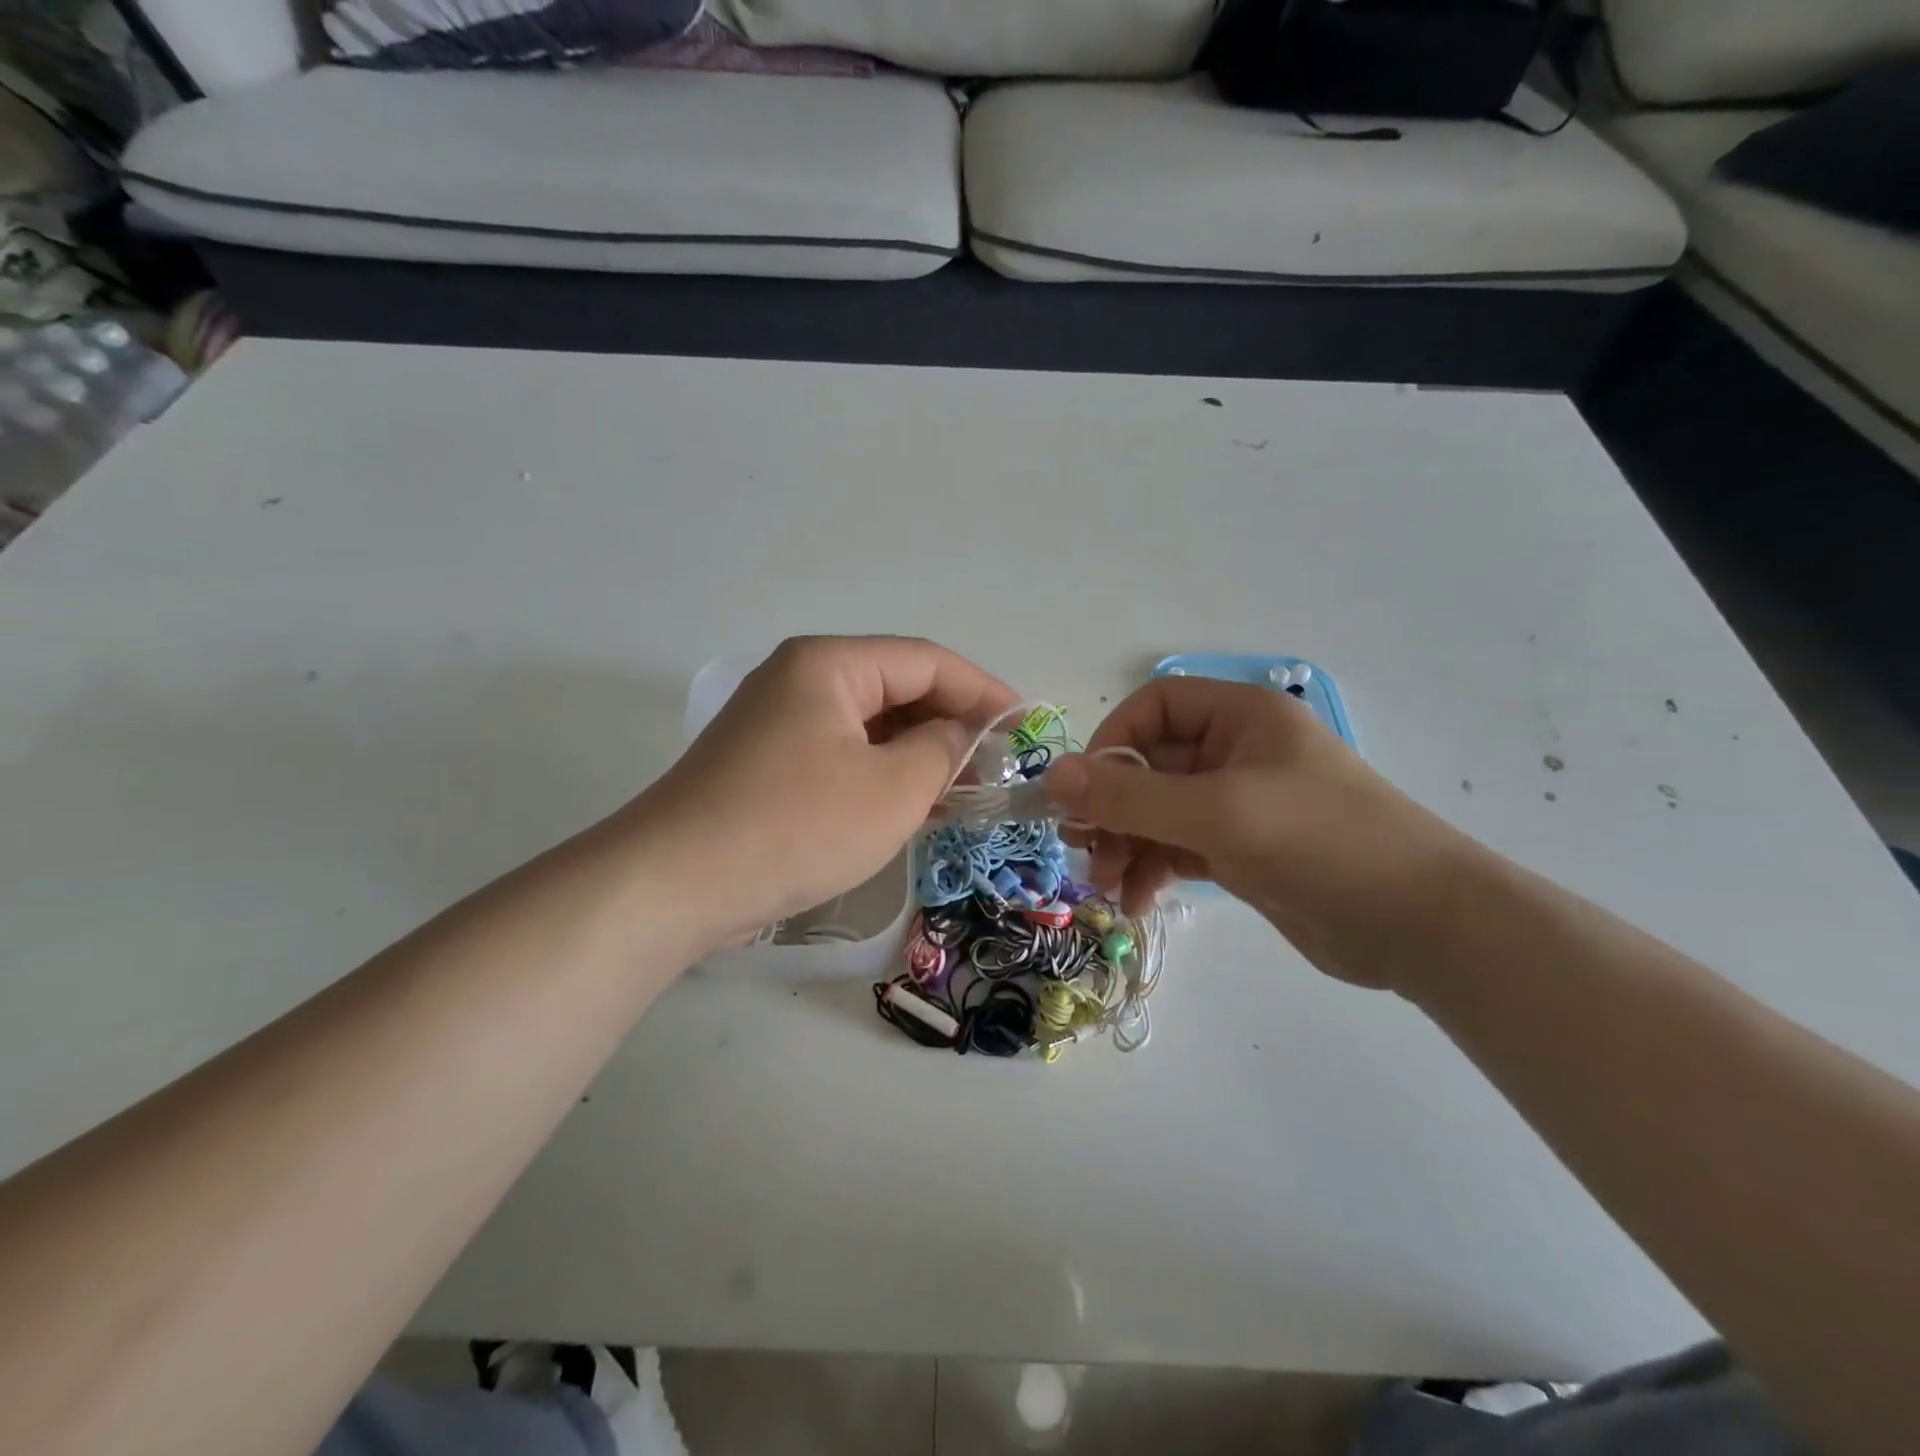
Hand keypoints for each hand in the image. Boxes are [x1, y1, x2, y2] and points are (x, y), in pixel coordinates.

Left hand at [632, 637, 1017, 950]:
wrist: (675, 885)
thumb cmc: (796, 825)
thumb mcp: (892, 788)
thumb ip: (943, 750)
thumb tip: (963, 736)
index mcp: (829, 665)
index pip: (926, 661)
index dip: (983, 690)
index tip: (1024, 727)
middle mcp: (800, 681)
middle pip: (896, 690)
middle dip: (951, 725)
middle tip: (996, 767)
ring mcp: (778, 725)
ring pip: (870, 728)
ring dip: (919, 756)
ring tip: (965, 792)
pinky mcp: (767, 767)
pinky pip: (842, 757)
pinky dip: (882, 777)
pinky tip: (913, 808)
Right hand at [1047, 677, 1474, 990]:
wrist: (1420, 926)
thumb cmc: (1319, 842)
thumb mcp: (1217, 813)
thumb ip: (1130, 795)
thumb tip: (1052, 775)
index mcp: (1240, 717)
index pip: (1154, 707)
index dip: (1112, 742)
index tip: (1086, 791)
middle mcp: (1235, 753)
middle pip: (1149, 766)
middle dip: (1112, 809)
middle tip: (1083, 850)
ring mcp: (1238, 805)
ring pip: (1158, 813)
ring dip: (1125, 846)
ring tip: (1109, 887)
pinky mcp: (1241, 852)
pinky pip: (1177, 848)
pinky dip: (1152, 870)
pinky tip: (1139, 902)